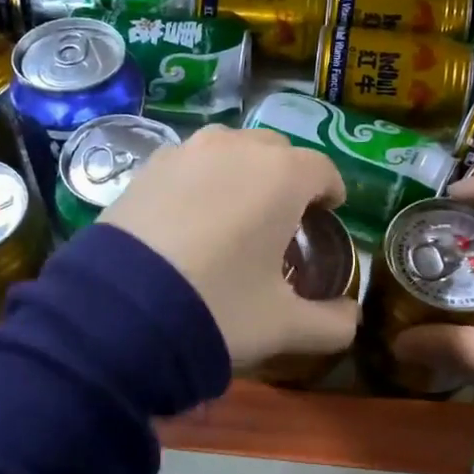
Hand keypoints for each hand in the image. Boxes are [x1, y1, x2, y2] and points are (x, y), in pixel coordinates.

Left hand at [101, 125, 359, 366]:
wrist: (120, 311)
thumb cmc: (218, 308)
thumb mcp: (284, 325)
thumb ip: (331, 323)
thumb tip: (353, 319)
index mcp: (281, 176)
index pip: (322, 169)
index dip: (331, 191)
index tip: (329, 213)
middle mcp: (236, 148)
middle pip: (276, 151)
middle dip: (288, 178)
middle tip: (283, 218)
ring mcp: (186, 153)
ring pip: (229, 149)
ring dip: (243, 171)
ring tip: (235, 211)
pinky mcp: (146, 167)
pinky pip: (188, 163)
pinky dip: (201, 180)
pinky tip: (190, 216)